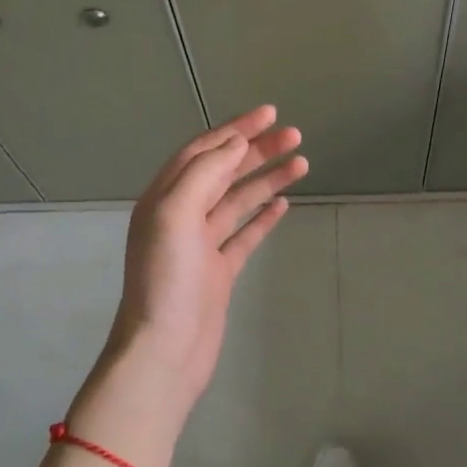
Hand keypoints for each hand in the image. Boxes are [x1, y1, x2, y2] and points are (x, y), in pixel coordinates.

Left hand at [69, 106, 305, 462]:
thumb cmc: (167, 281)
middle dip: (258, 151)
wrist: (165, 352)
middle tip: (295, 136)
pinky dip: (263, 216)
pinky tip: (283, 203)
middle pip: (223, 172)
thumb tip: (234, 145)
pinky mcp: (219, 271)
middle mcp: (181, 216)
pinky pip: (244, 233)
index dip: (235, 129)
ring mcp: (201, 245)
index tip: (270, 114)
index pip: (203, 151)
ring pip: (238, 200)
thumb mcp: (175, 216)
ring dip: (267, 179)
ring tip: (301, 163)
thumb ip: (203, 174)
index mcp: (164, 198)